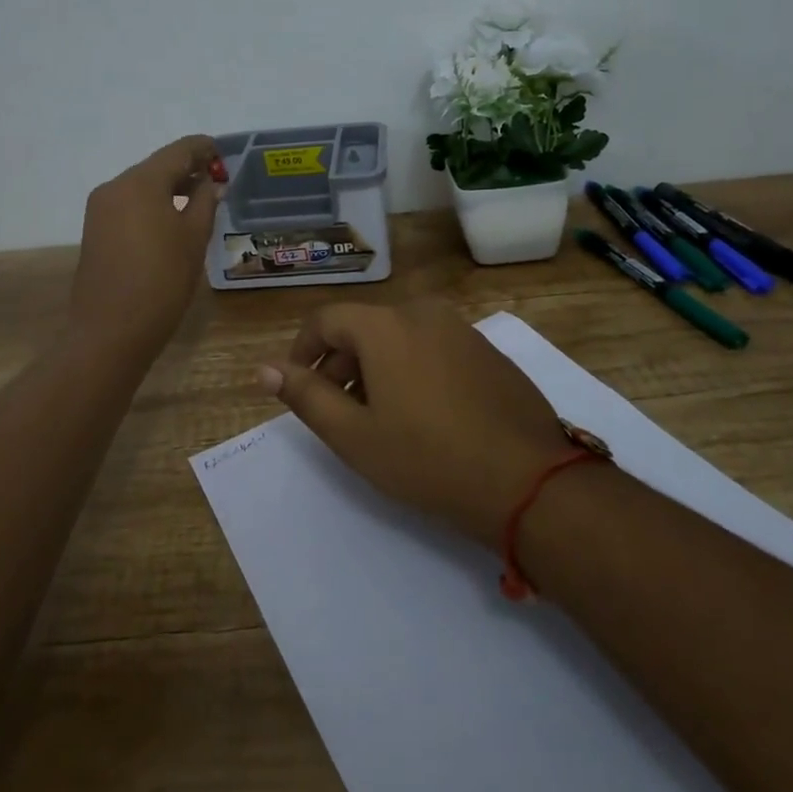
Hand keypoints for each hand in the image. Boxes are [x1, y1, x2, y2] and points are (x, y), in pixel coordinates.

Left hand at [70, 135, 224, 361]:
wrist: (110, 331)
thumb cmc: (162, 281)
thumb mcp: (193, 238)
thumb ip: (205, 202)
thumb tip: (210, 183)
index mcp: (141, 182)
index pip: (179, 151)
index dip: (203, 149)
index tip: (224, 154)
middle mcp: (115, 186)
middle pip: (157, 166)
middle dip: (187, 169)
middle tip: (216, 180)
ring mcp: (100, 209)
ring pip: (141, 186)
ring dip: (169, 188)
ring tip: (198, 201)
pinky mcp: (95, 230)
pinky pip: (129, 205)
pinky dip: (152, 204)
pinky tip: (171, 220)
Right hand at [258, 300, 576, 544]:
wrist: (529, 480)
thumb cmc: (428, 458)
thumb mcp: (354, 435)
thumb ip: (306, 396)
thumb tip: (264, 368)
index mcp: (385, 325)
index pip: (325, 320)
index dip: (303, 351)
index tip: (299, 387)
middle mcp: (422, 312)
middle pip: (363, 327)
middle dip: (340, 364)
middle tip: (339, 412)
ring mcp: (460, 328)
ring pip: (399, 337)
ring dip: (376, 368)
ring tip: (380, 418)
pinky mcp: (486, 349)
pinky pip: (432, 347)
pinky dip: (412, 368)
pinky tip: (424, 415)